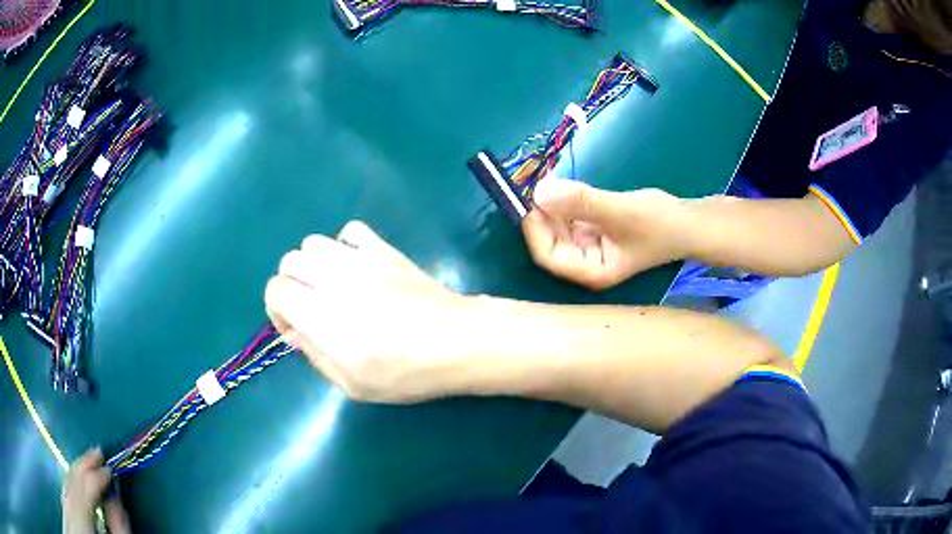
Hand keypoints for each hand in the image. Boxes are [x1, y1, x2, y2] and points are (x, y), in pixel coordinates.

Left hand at [62, 448, 130, 533]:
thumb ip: (118, 526)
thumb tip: (116, 498)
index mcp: (81, 519)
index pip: (86, 486)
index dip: (97, 474)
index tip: (109, 466)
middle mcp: (69, 508)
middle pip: (72, 478)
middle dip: (84, 464)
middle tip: (98, 451)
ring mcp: (64, 508)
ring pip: (67, 482)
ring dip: (78, 471)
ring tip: (89, 461)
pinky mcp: (64, 510)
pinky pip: (66, 490)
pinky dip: (73, 481)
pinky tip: (78, 478)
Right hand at [265, 221, 467, 402]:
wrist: (453, 341)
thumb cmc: (403, 372)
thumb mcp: (351, 384)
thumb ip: (315, 355)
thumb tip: (296, 332)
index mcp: (318, 314)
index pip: (275, 290)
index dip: (277, 310)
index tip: (296, 330)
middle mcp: (331, 278)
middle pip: (290, 261)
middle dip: (291, 286)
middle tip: (311, 309)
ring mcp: (358, 258)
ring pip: (314, 242)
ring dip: (313, 264)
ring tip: (331, 286)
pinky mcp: (383, 249)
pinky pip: (351, 231)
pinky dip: (344, 245)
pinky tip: (357, 267)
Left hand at [522, 178, 689, 289]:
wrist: (686, 222)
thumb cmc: (658, 223)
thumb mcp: (619, 211)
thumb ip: (581, 202)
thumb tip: (540, 192)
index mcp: (591, 271)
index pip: (548, 256)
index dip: (535, 229)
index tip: (531, 199)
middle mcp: (585, 263)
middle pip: (549, 241)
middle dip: (543, 215)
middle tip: (539, 183)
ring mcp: (589, 246)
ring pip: (558, 227)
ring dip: (553, 206)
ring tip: (551, 181)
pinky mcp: (594, 231)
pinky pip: (570, 217)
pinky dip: (565, 203)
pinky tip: (564, 186)